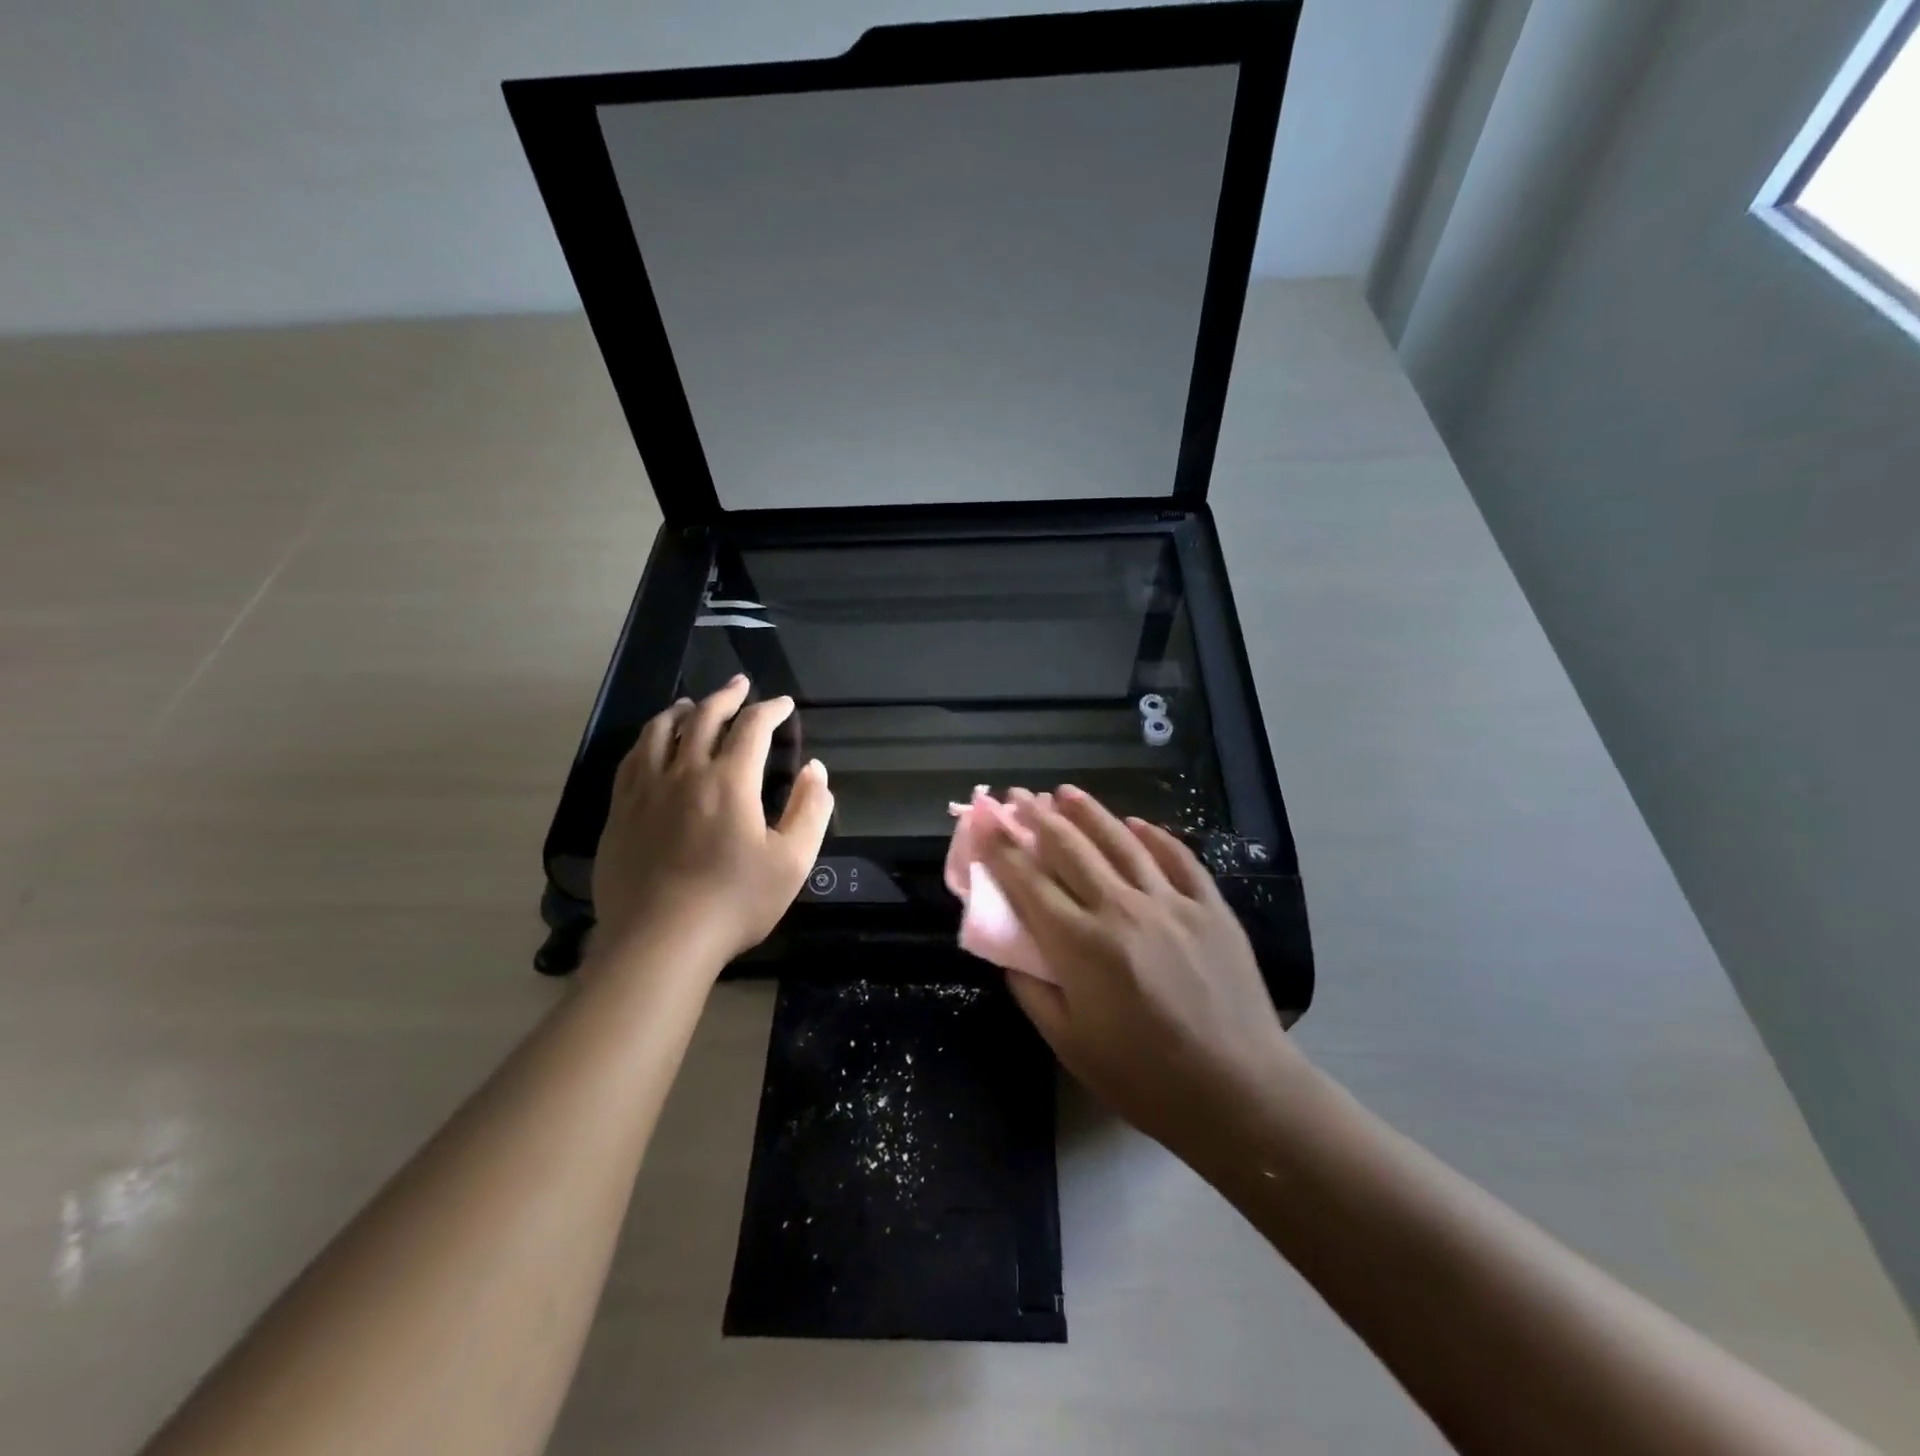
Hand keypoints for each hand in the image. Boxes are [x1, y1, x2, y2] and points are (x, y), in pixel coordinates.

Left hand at [591, 676, 833, 970]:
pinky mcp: (620, 812)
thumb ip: (809, 811)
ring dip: (683, 710)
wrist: (659, 941)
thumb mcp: (792, 862)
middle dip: (727, 696)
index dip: (771, 709)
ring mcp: (646, 790)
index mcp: (730, 781)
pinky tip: (653, 744)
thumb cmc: (734, 902)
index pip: (752, 727)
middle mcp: (685, 772)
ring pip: (661, 731)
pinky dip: (648, 739)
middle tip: (740, 685)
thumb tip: (816, 770)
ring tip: (693, 704)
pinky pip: (632, 760)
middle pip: (705, 717)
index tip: (783, 704)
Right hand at [979, 786, 1300, 1162]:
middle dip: (1038, 817)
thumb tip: (1013, 953)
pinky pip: (1178, 859)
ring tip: (1065, 791)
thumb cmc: (1144, 1078)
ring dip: (1089, 812)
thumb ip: (1032, 991)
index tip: (984, 821)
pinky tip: (1136, 823)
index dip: (1001, 847)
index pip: (1029, 881)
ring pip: (1121, 842)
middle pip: (1071, 849)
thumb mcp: (1069, 1044)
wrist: (1239, 1094)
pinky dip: (1154, 836)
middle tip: (1018, 795)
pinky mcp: (1211, 907)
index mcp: (1080, 945)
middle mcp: (1121, 909)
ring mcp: (1171, 903)